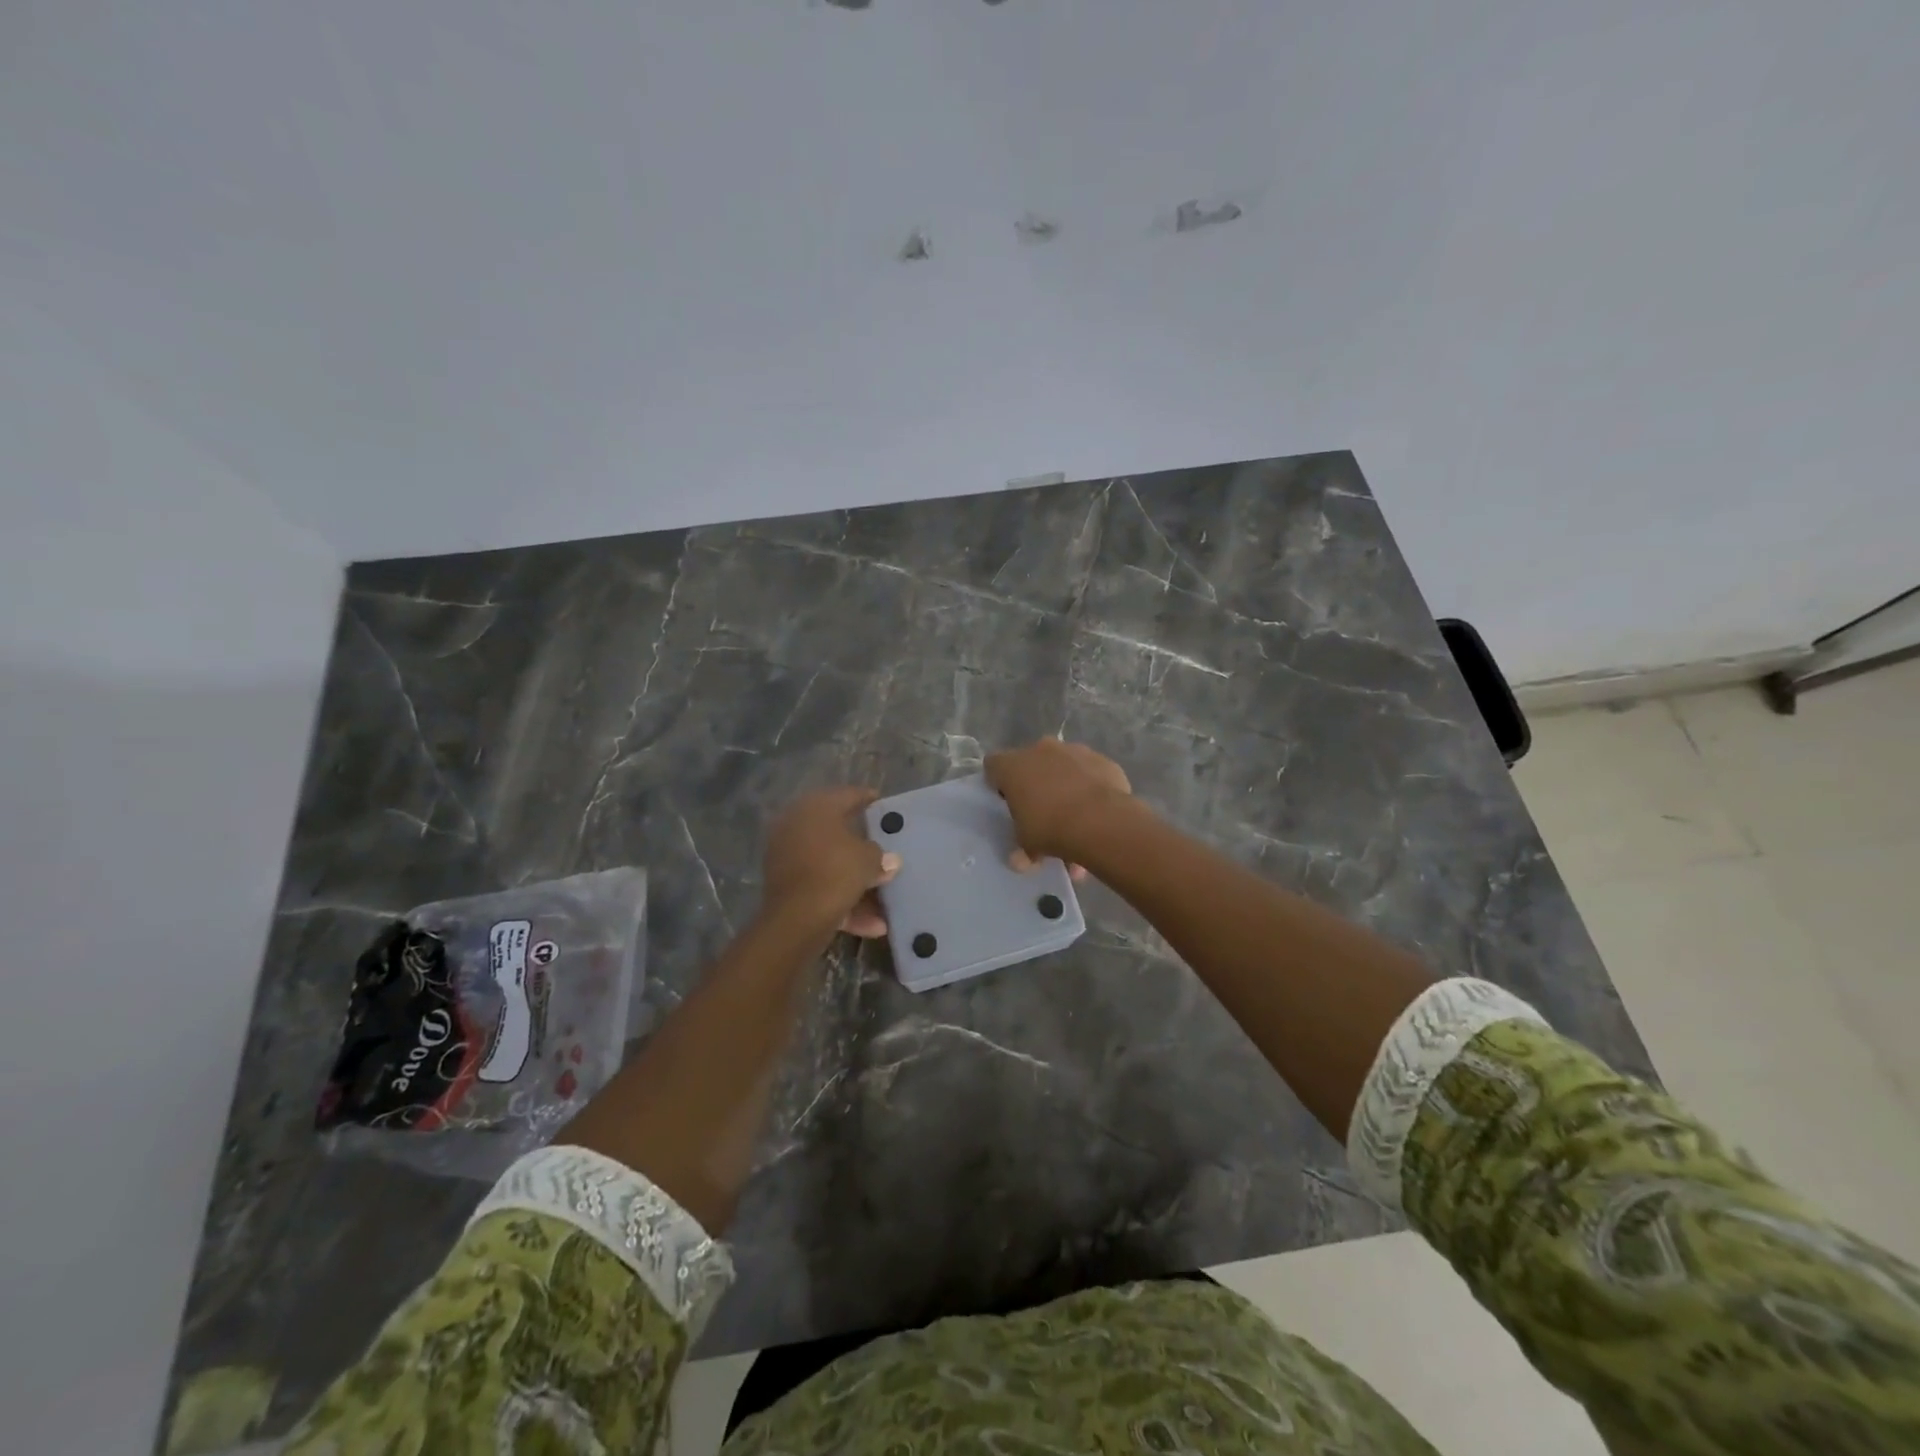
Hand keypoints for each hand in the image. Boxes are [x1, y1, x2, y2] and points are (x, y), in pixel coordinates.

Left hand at [762, 787, 899, 937]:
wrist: (796, 919)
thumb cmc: (836, 872)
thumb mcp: (869, 859)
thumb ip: (880, 855)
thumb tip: (890, 860)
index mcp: (816, 808)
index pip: (847, 795)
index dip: (868, 799)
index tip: (883, 805)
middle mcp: (796, 825)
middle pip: (836, 831)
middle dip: (861, 844)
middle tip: (883, 847)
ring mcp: (786, 856)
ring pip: (829, 864)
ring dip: (856, 881)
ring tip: (883, 896)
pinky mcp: (784, 886)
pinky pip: (821, 888)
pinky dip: (844, 902)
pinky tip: (873, 924)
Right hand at [985, 739, 1134, 870]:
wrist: (1101, 820)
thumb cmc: (1050, 827)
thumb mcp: (1027, 844)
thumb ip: (1021, 848)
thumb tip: (1020, 860)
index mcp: (1013, 766)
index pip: (994, 766)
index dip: (998, 783)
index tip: (1007, 804)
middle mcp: (1042, 750)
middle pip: (1032, 765)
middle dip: (1036, 786)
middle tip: (1042, 815)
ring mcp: (1075, 751)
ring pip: (1065, 769)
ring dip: (1066, 788)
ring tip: (1077, 825)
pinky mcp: (1103, 761)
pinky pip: (1091, 775)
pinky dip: (1092, 790)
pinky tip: (1098, 816)